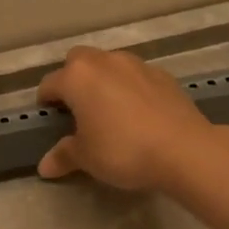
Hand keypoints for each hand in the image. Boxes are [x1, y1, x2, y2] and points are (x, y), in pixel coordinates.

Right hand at [36, 47, 219, 191]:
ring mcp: (137, 64)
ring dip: (103, 80)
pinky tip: (138, 113)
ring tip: (108, 109)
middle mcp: (104, 61)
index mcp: (78, 77)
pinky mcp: (163, 75)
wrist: (183, 149)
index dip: (45, 102)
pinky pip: (136, 76)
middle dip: (73, 79)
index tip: (48, 118)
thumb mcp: (87, 158)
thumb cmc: (122, 150)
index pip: (50, 84)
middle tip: (77, 108)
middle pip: (78, 61)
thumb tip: (44, 166)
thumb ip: (64, 156)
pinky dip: (130, 88)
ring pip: (110, 64)